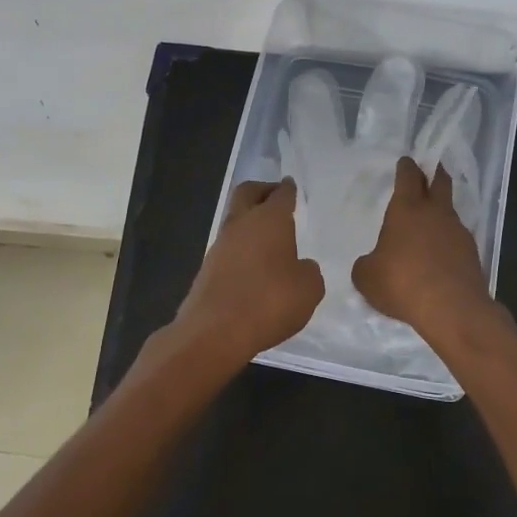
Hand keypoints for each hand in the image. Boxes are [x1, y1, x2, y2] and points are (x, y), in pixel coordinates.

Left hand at [176, 178, 324, 363]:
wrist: (215, 331)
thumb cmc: (270, 301)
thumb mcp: (309, 289)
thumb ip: (308, 272)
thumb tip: (300, 267)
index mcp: (269, 220)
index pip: (280, 195)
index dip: (288, 190)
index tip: (290, 186)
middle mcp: (241, 225)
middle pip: (247, 194)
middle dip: (262, 191)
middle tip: (275, 197)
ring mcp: (219, 246)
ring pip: (235, 221)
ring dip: (250, 223)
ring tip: (269, 238)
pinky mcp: (207, 269)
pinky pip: (228, 248)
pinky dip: (241, 249)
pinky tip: (255, 266)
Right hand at [353, 157, 493, 340]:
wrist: (452, 308)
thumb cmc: (402, 283)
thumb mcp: (367, 276)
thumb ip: (367, 263)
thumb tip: (372, 262)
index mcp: (407, 209)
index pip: (408, 177)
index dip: (406, 167)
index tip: (406, 162)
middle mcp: (435, 213)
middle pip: (439, 183)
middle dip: (434, 173)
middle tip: (431, 169)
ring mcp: (457, 231)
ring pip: (449, 211)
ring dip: (440, 211)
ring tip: (430, 221)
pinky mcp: (471, 253)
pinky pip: (456, 238)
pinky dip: (447, 240)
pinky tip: (439, 254)